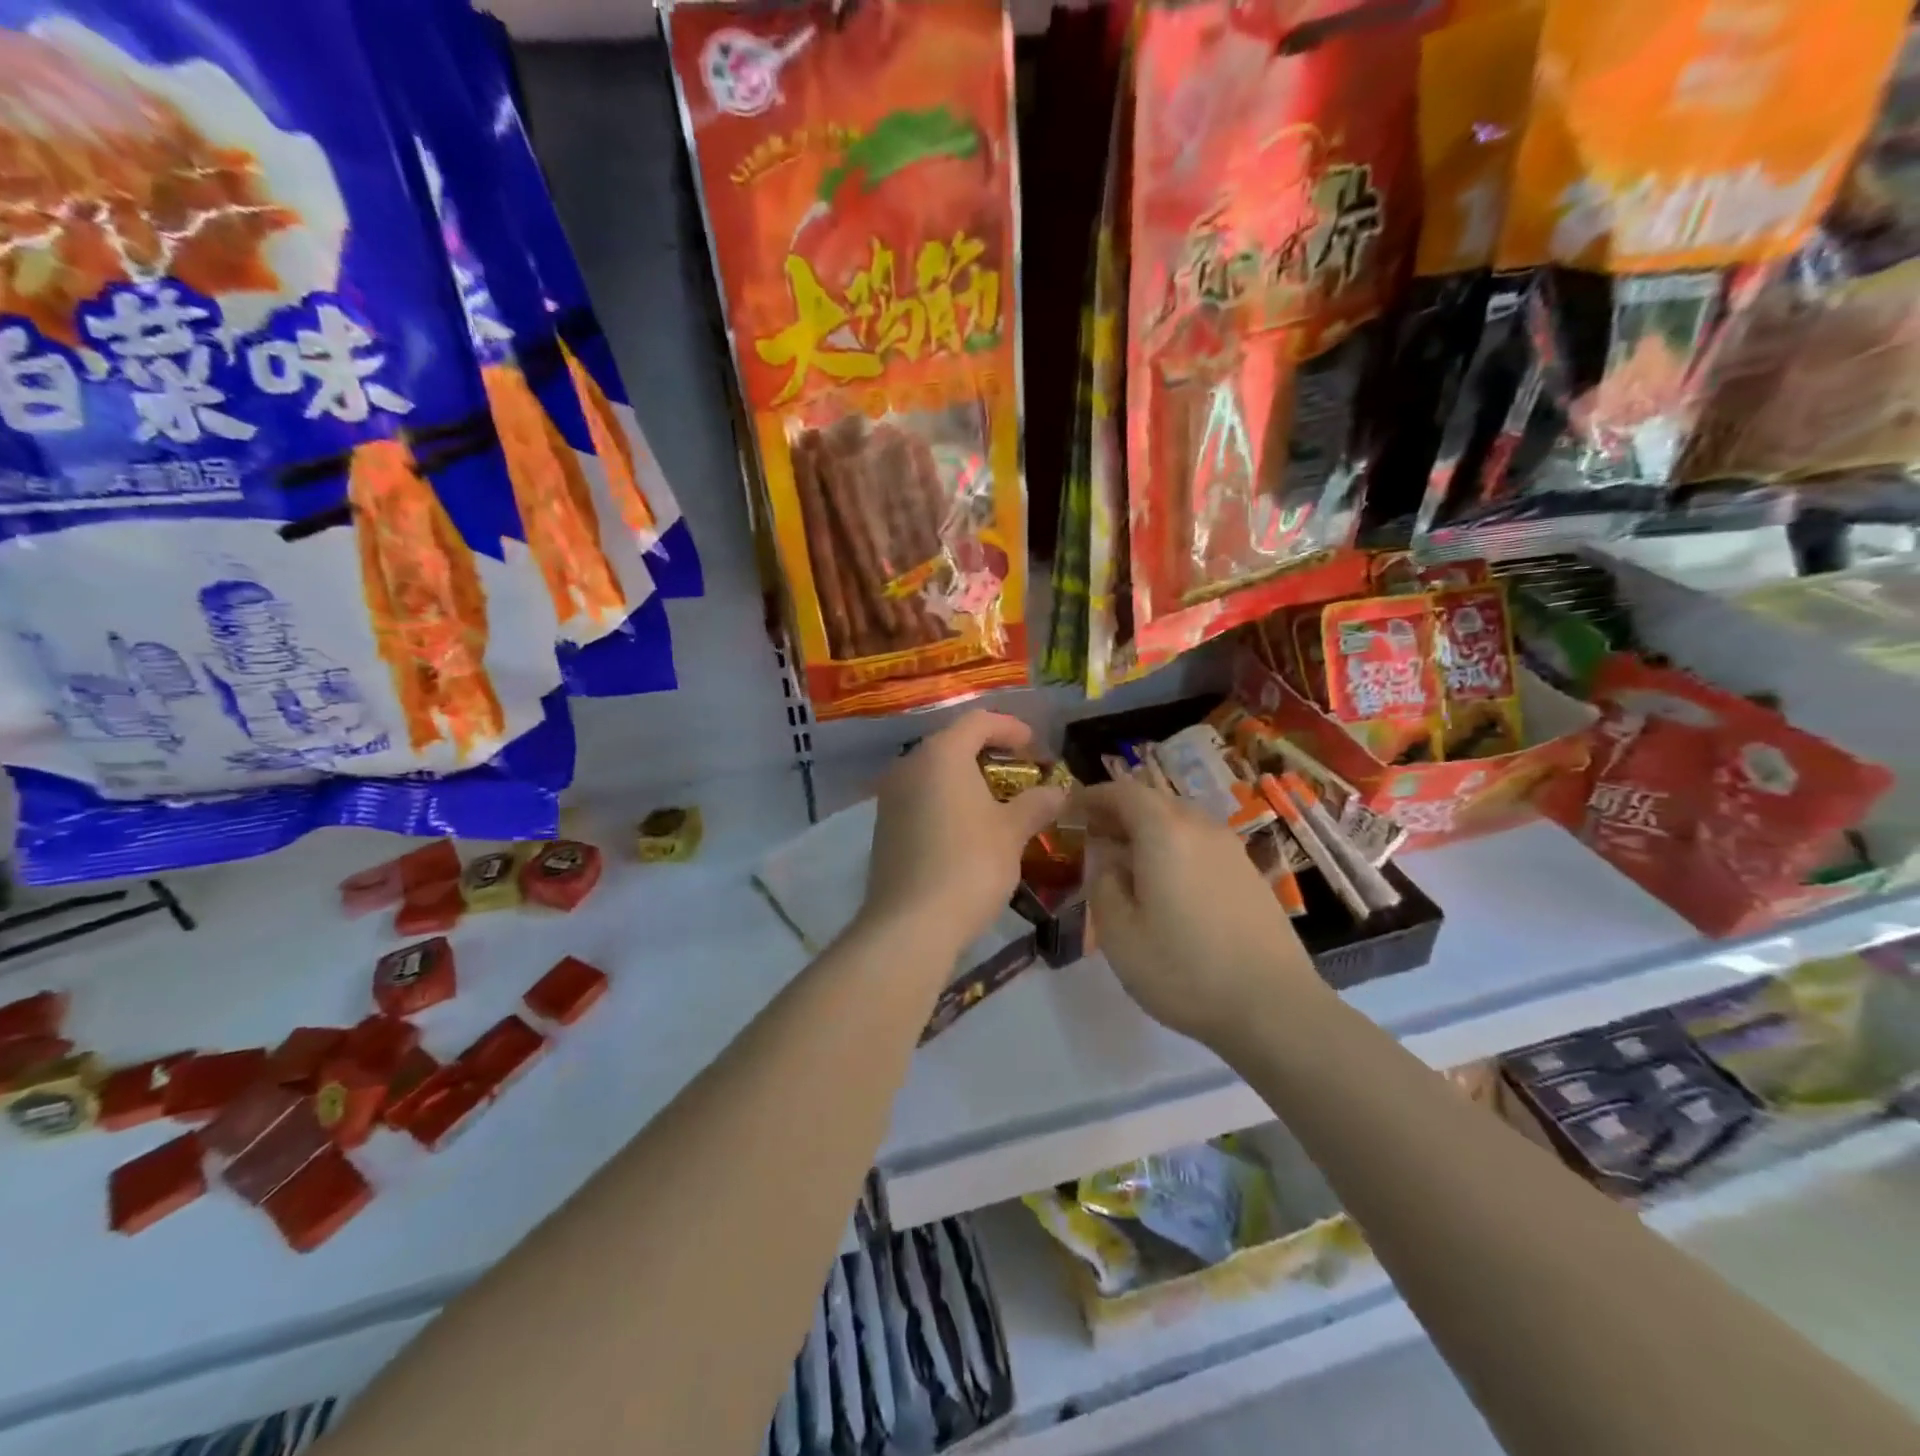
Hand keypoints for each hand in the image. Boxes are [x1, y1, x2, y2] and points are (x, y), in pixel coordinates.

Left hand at [861, 710, 1066, 963]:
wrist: (910, 924)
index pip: (978, 721)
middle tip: (1022, 773)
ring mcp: (891, 797)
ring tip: (999, 801)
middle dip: (990, 754)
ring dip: (968, 779)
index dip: (1011, 728)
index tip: (1036, 747)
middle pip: (954, 743)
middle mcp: (910, 766)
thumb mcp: (1012, 833)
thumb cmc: (969, 865)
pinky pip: (921, 798)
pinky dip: (948, 801)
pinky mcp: (884, 827)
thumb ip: (1036, 804)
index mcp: (941, 754)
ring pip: (935, 773)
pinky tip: (968, 828)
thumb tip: (1058, 792)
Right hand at [1079, 777, 1322, 1050]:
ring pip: (1179, 821)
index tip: (1069, 811)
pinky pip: (1200, 843)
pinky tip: (1166, 885)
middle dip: (1119, 812)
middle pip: (1154, 801)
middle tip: (1093, 837)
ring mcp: (1231, 849)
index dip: (1092, 797)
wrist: (1275, 1008)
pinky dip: (1174, 848)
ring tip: (1126, 862)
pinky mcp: (1249, 874)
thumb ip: (1102, 883)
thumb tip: (1107, 859)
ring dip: (1147, 829)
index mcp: (1164, 832)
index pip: (1122, 792)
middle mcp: (1200, 827)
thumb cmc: (1184, 970)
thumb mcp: (1118, 933)